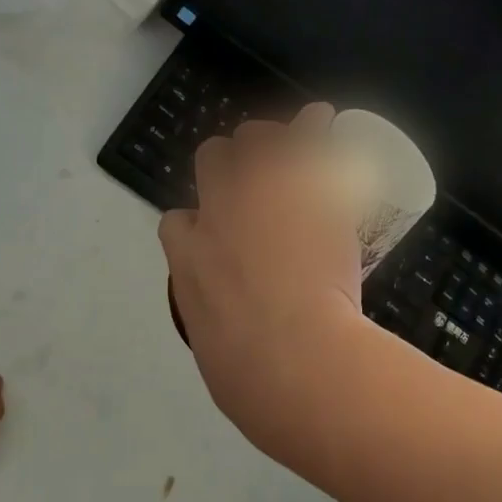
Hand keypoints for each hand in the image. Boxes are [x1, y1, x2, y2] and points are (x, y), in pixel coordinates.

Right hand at [158, 106, 368, 460]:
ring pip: (253, 139)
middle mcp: (217, 213)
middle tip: (254, 181)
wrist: (295, 359)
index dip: (198, 226)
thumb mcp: (214, 354)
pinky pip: (308, 139)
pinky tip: (323, 122)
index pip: (178, 222)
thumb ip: (216, 324)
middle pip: (211, 160)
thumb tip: (228, 332)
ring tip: (289, 147)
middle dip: (228, 165)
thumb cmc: (250, 379)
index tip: (218, 240)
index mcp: (187, 258)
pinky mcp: (306, 189)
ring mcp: (262, 193)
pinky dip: (314, 129)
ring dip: (267, 141)